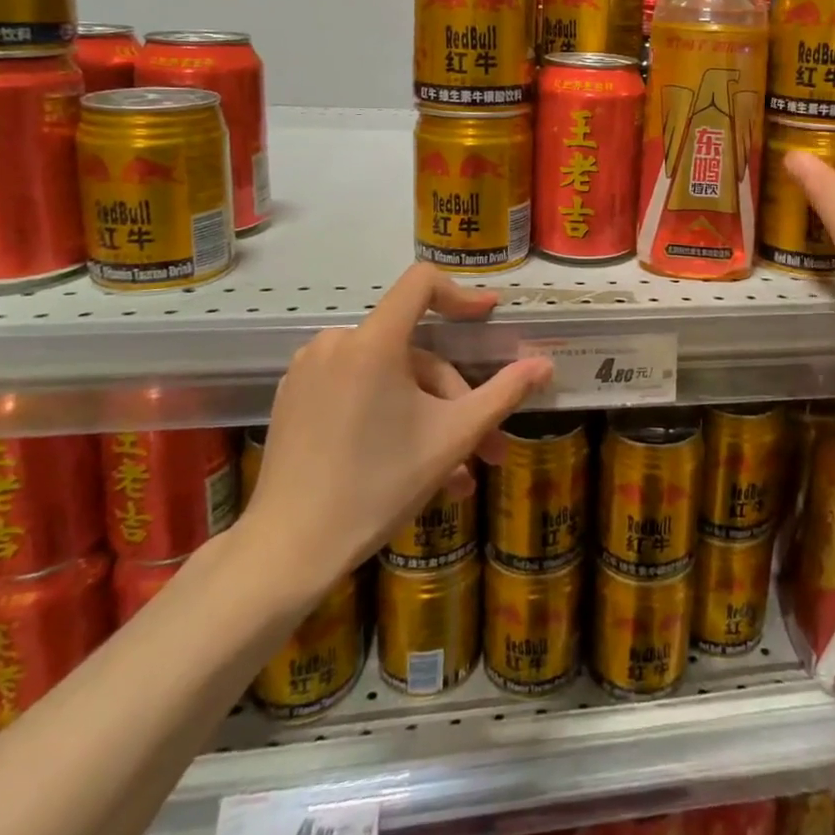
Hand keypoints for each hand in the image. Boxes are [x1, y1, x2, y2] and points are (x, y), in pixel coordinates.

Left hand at [242, 263, 552, 604]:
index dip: (461, 294)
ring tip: (451, 473)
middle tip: (481, 446)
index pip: (422, 283)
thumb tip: (545, 365)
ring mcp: (308, 370)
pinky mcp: (293, 397)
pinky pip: (356, 389)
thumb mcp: (454, 438)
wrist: (289, 551)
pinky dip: (387, 414)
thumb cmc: (378, 486)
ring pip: (389, 377)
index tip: (489, 317)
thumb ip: (504, 393)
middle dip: (453, 397)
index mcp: (373, 342)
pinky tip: (409, 464)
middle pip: (413, 352)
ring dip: (425, 415)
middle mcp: (336, 343)